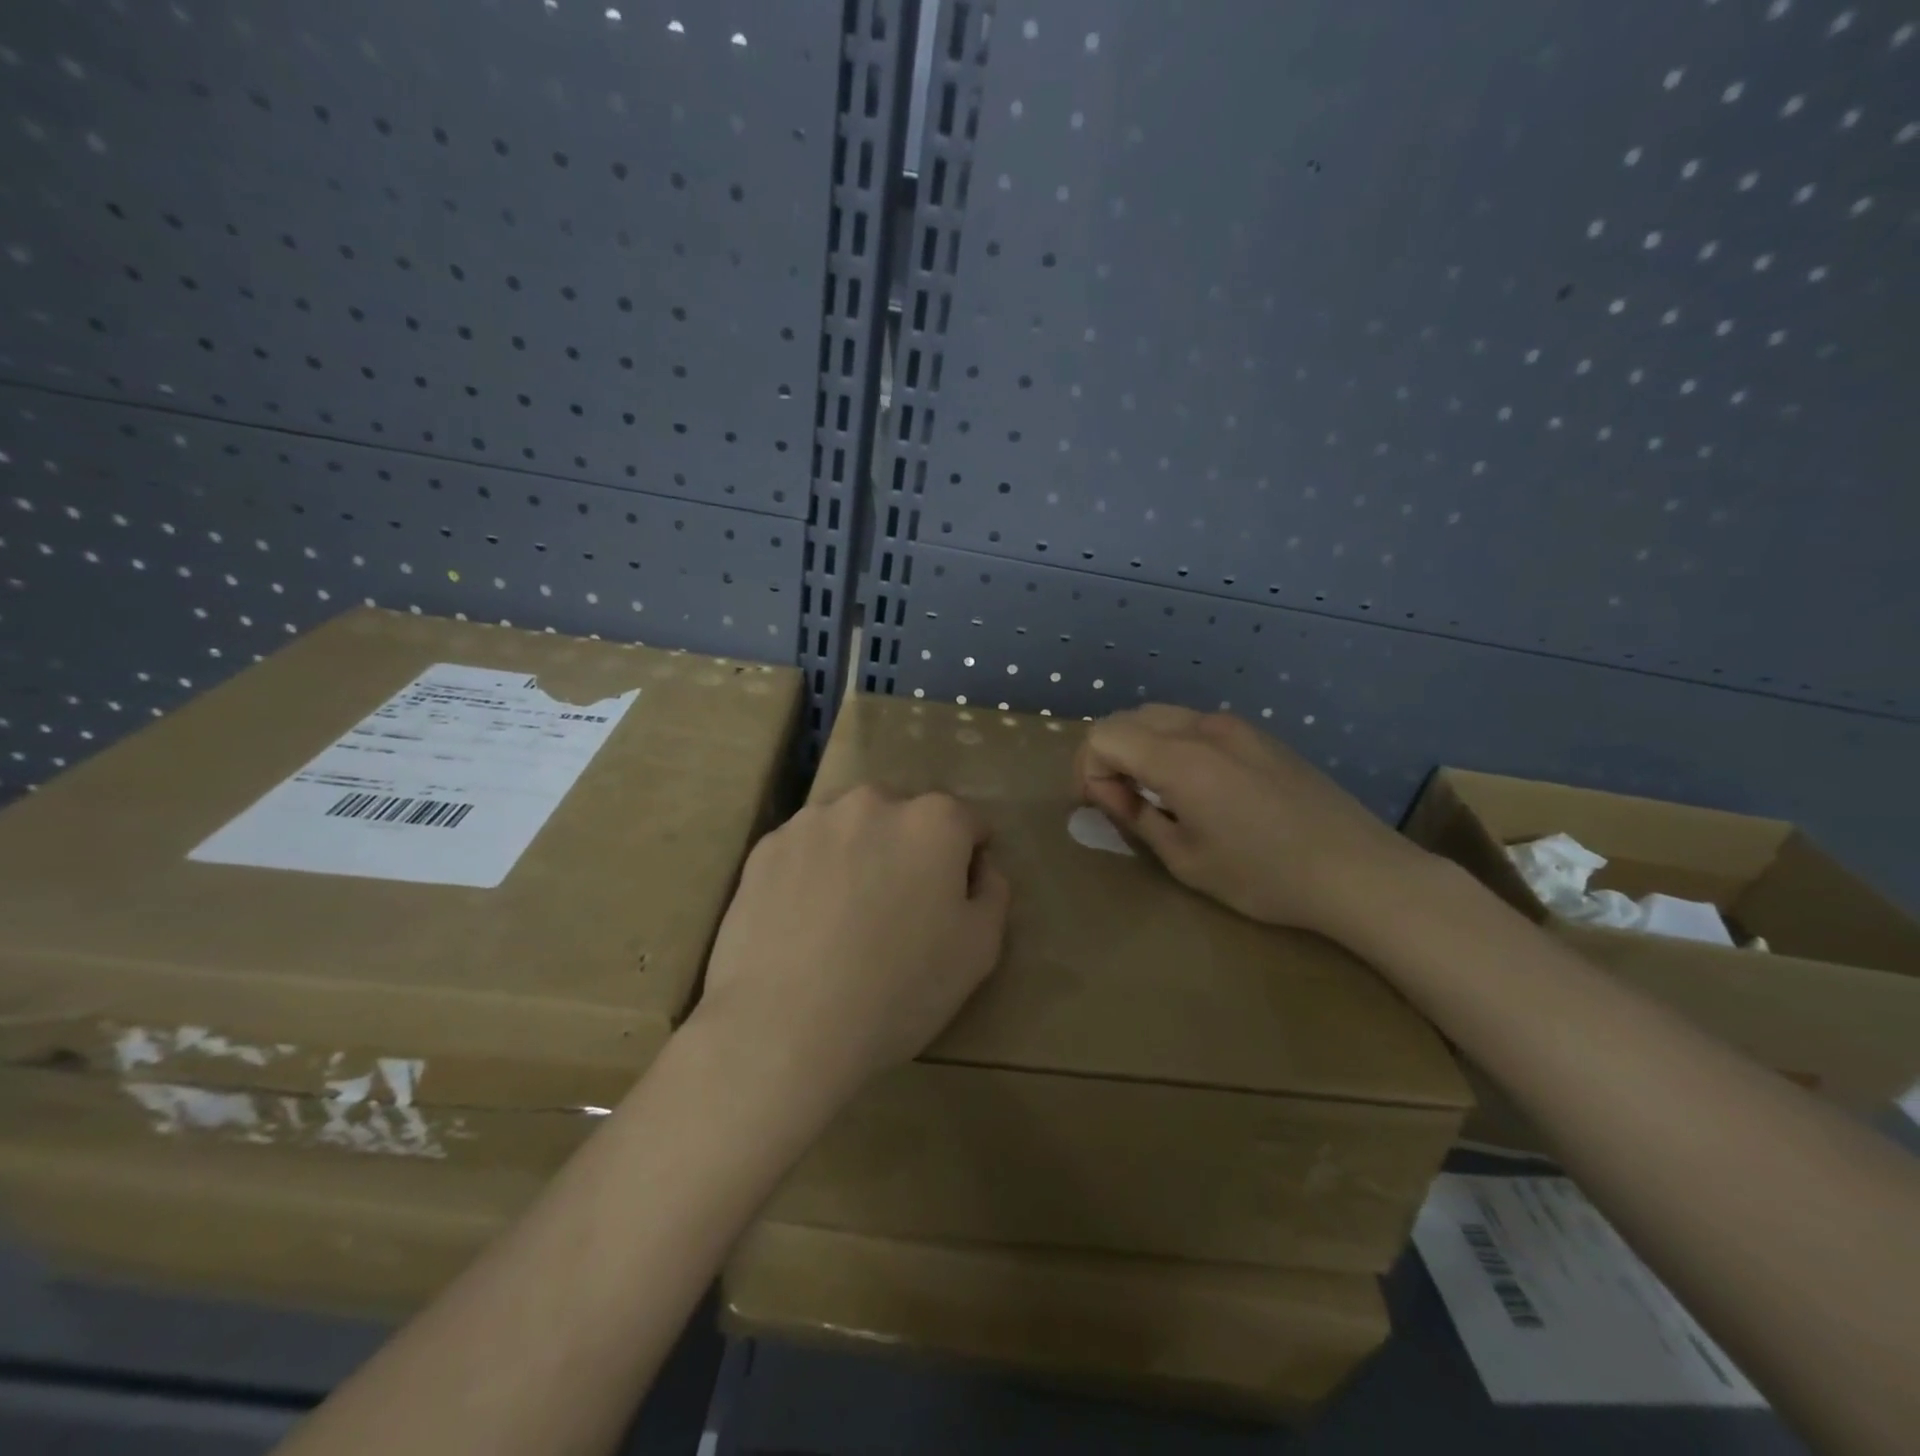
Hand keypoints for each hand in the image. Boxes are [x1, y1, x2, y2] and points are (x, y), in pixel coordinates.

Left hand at [692, 786, 1010, 1099]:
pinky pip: (805, 849)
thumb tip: (980, 864)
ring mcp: (812, 821)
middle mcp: (873, 802)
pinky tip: (804, 920)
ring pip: (851, 827)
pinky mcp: (766, 847)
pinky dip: (812, 870)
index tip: (956, 895)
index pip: (966, 821)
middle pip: (905, 815)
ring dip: (859, 852)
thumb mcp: (979, 950)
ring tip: (846, 913)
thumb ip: (992, 891)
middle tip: (899, 905)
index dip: (968, 857)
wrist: (786, 1026)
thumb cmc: (899, 989)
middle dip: (910, 847)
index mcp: (933, 821)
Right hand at [1074, 705, 1428, 939]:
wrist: (1358, 871)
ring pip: (1161, 716)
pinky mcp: (1259, 734)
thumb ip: (1136, 816)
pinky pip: (1195, 725)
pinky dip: (1173, 744)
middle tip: (1119, 800)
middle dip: (1108, 755)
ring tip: (1155, 793)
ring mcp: (1234, 726)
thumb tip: (1109, 791)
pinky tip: (1197, 786)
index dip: (1088, 769)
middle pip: (1127, 718)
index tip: (1103, 807)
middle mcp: (1202, 727)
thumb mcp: (1185, 859)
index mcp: (1179, 758)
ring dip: (1140, 746)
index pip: (1102, 736)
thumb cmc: (1264, 876)